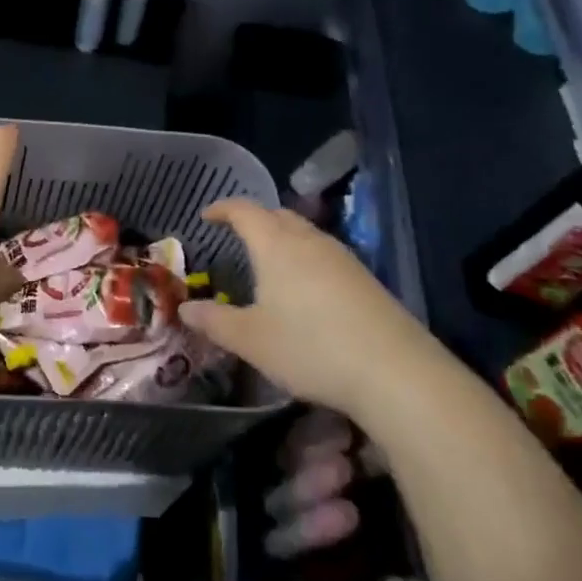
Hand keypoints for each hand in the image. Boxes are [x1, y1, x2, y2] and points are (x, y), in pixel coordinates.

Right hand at [179, 198, 420, 415]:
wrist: (395, 371)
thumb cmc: (311, 348)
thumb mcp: (252, 340)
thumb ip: (216, 321)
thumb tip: (186, 308)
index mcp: (276, 246)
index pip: (245, 211)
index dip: (223, 209)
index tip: (207, 216)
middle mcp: (309, 241)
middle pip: (278, 215)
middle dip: (255, 219)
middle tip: (237, 235)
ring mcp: (342, 258)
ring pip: (305, 233)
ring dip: (283, 238)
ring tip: (269, 262)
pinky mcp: (365, 279)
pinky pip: (325, 254)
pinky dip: (306, 258)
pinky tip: (306, 288)